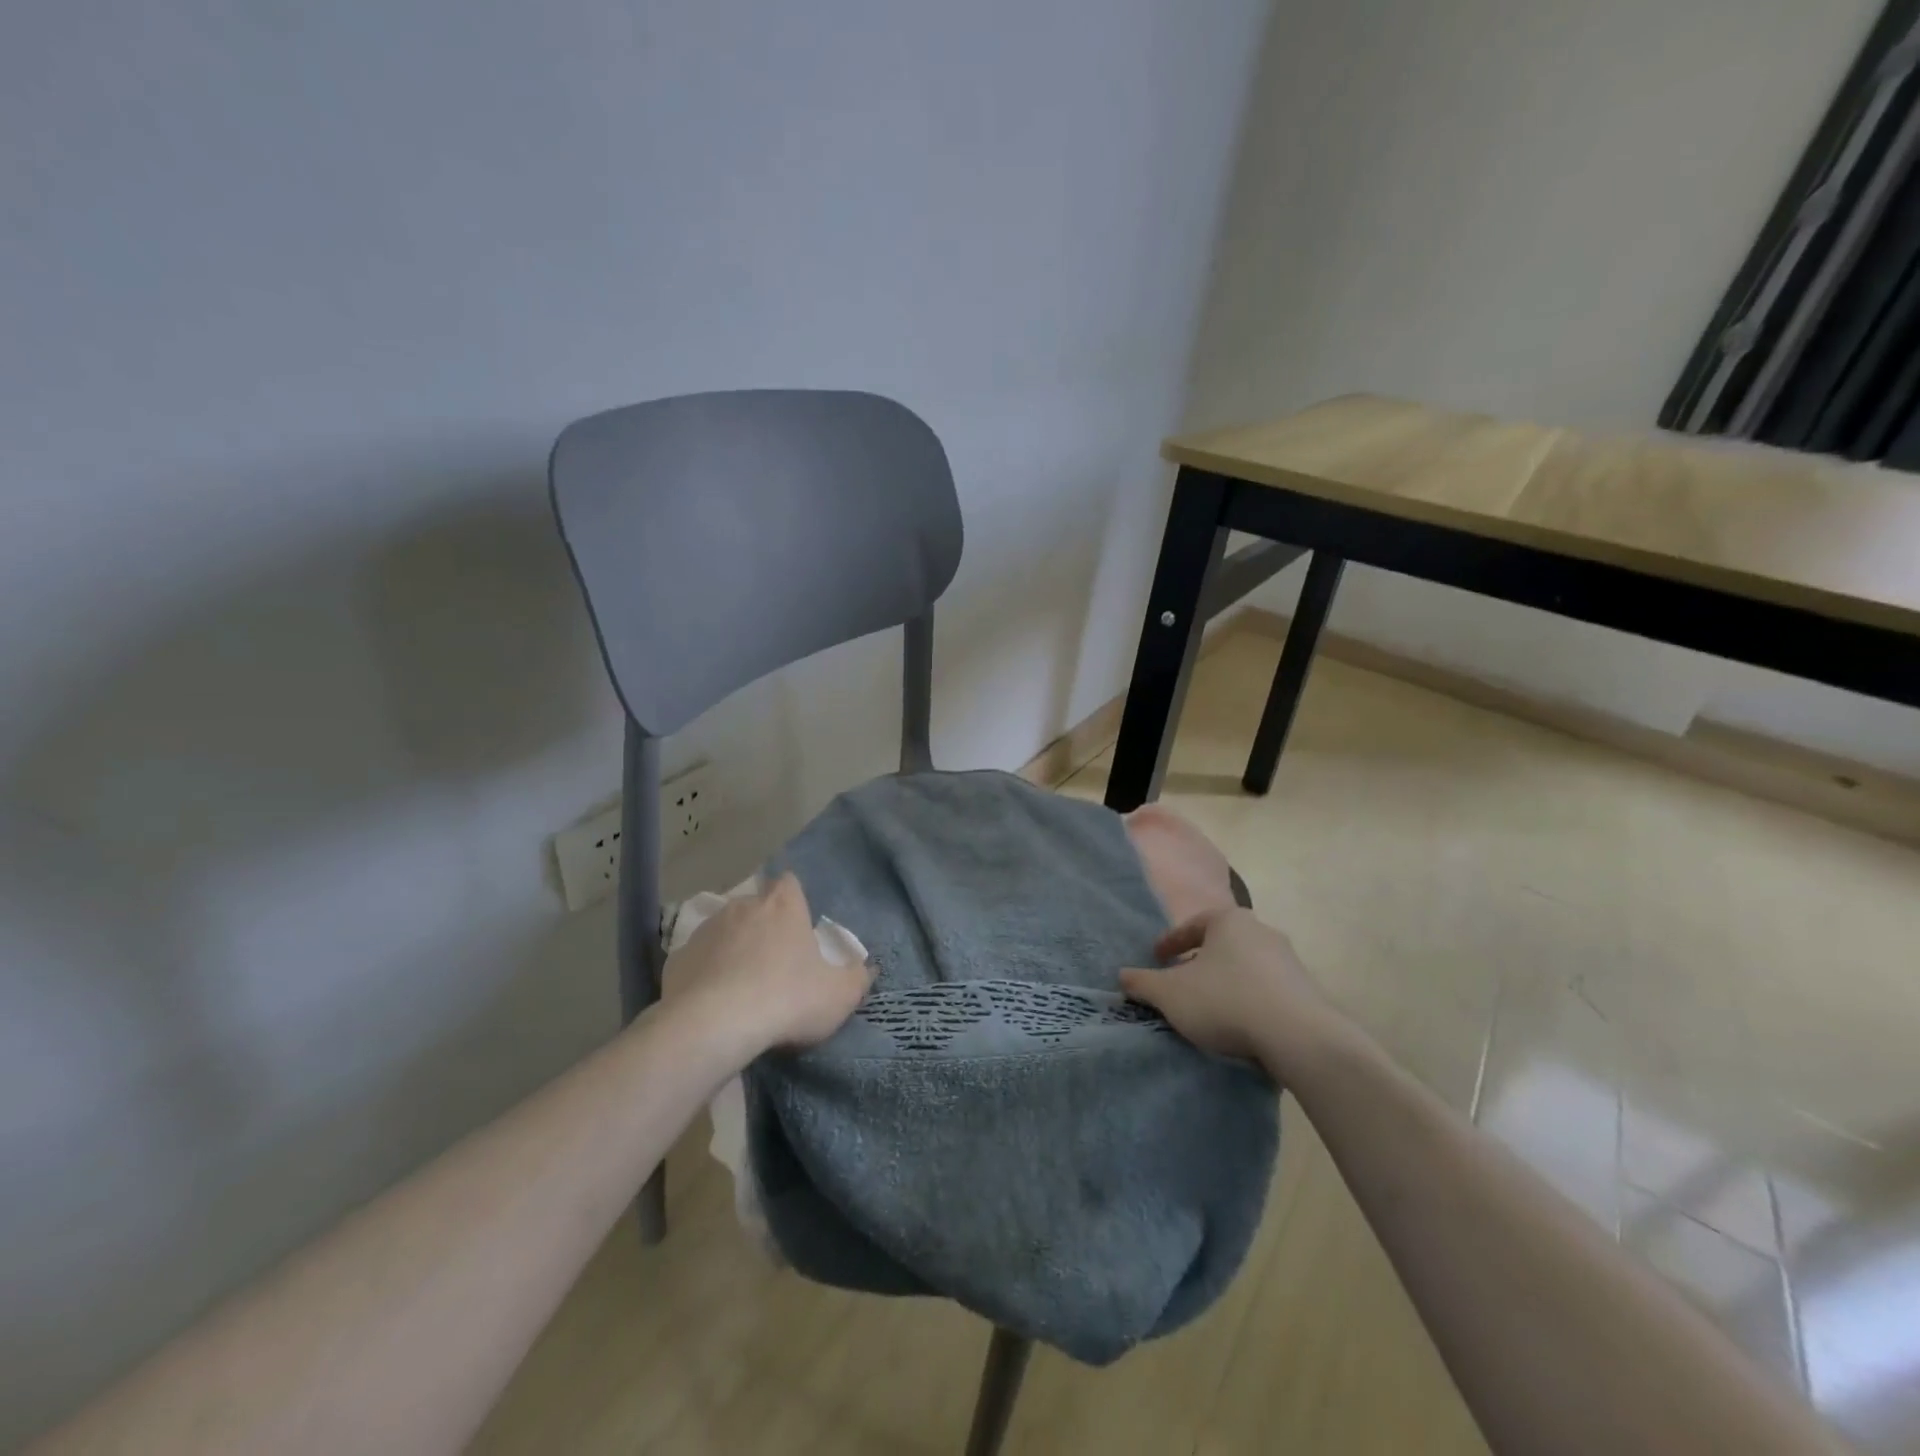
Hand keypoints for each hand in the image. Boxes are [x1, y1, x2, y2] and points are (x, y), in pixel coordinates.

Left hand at [664, 875, 872, 1061]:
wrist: (714, 1027)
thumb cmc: (787, 999)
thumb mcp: (839, 995)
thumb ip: (858, 978)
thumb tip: (867, 968)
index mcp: (783, 906)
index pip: (789, 883)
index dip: (794, 900)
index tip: (798, 925)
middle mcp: (743, 907)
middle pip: (756, 906)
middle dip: (764, 926)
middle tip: (774, 961)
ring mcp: (706, 931)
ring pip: (724, 930)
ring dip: (733, 948)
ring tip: (741, 984)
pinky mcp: (676, 959)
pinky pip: (698, 960)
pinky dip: (705, 973)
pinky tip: (712, 1001)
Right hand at [1119, 907, 1340, 1079]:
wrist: (1298, 1036)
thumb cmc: (1225, 1001)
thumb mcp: (1170, 994)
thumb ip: (1142, 982)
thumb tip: (1122, 975)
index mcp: (1228, 920)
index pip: (1191, 925)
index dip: (1169, 942)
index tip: (1156, 959)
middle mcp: (1261, 930)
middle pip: (1220, 944)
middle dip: (1199, 962)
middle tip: (1181, 982)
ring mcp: (1288, 960)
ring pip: (1245, 966)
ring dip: (1225, 982)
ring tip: (1209, 1007)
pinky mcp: (1306, 990)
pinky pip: (1266, 989)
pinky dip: (1248, 1000)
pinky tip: (1239, 1023)